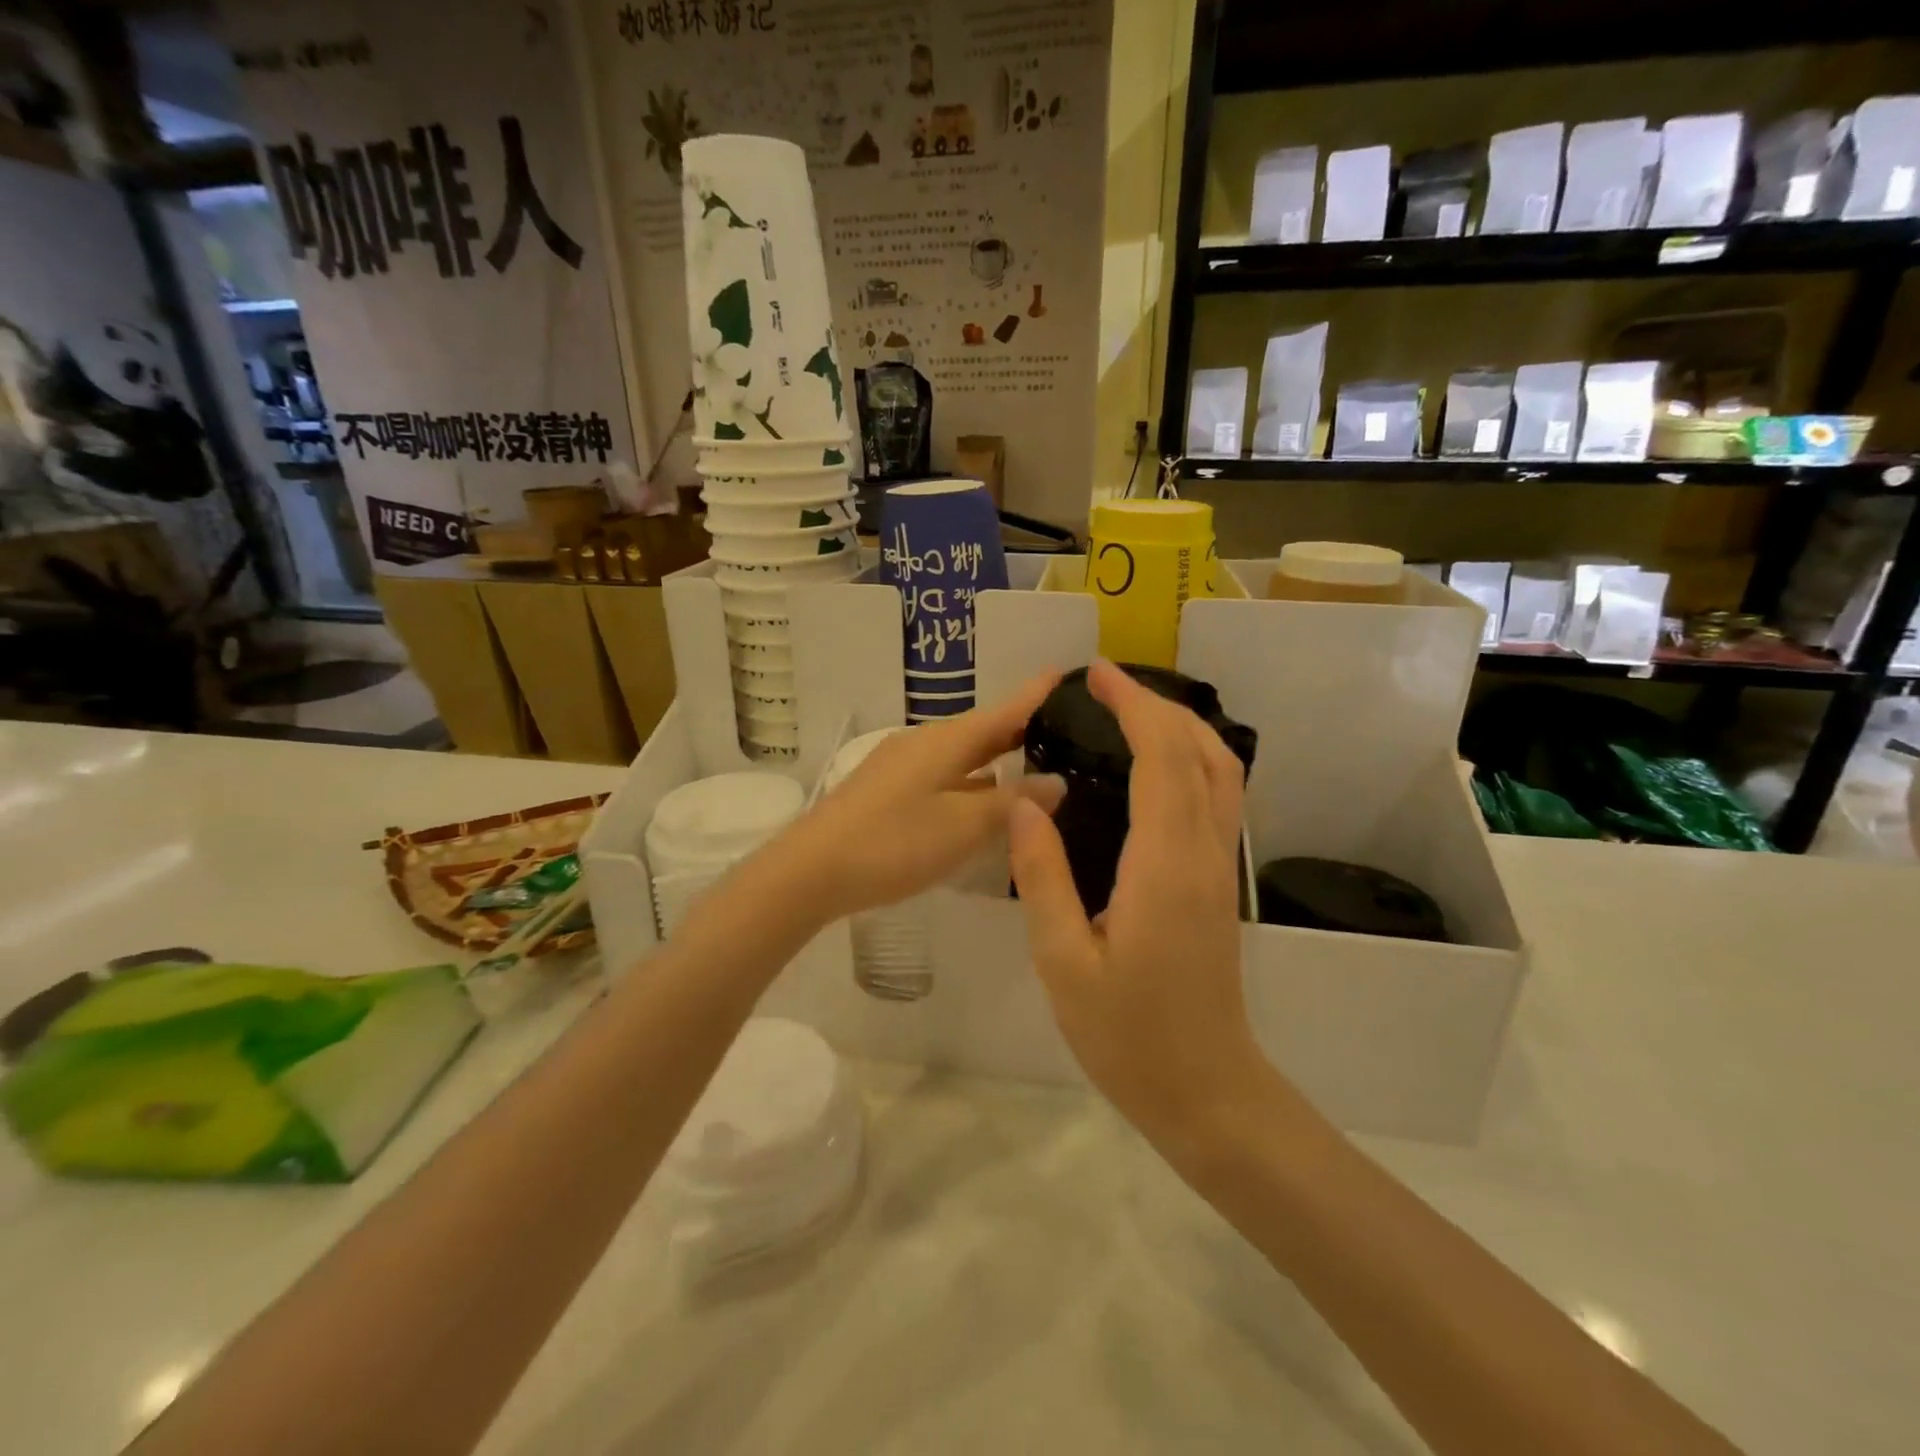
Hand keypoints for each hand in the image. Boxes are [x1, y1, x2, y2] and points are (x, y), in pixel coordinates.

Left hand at [768, 673, 1064, 925]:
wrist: (811, 871)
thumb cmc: (894, 843)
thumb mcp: (963, 826)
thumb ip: (1012, 803)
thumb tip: (1057, 782)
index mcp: (946, 741)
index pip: (1004, 710)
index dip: (1036, 694)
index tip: (1067, 674)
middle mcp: (924, 743)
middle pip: (982, 730)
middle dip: (1021, 727)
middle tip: (1065, 727)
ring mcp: (900, 766)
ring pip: (961, 755)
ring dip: (996, 757)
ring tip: (1033, 763)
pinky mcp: (886, 790)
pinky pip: (943, 775)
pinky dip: (971, 781)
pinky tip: (982, 800)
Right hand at [1008, 659, 1270, 1155]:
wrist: (1204, 1089)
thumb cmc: (1127, 1034)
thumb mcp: (1063, 960)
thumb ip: (1044, 875)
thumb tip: (1025, 803)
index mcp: (1164, 864)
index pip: (1161, 757)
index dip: (1133, 706)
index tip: (1095, 676)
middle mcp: (1204, 852)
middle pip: (1201, 750)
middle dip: (1158, 704)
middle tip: (1105, 686)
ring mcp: (1221, 866)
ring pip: (1221, 770)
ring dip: (1182, 727)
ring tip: (1130, 713)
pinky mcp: (1221, 882)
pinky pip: (1219, 797)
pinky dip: (1193, 759)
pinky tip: (1156, 767)